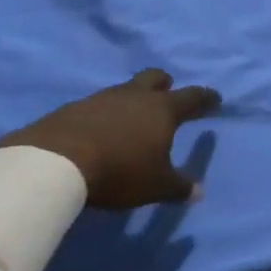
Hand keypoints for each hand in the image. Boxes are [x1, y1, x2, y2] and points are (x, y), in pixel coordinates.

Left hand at [0, 69, 220, 209]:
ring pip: (125, 90)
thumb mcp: (155, 185)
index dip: (205, 98)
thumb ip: (179, 187)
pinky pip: (98, 105)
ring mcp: (102, 98)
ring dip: (132, 101)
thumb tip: (198, 191)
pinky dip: (105, 114)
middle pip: (155, 78)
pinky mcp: (74, 108)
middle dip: (165, 84)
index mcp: (162, 109)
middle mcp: (135, 96)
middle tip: (168, 94)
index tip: (214, 99)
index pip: (192, 97)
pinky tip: (100, 132)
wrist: (56, 161)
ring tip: (130, 120)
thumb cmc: (120, 170)